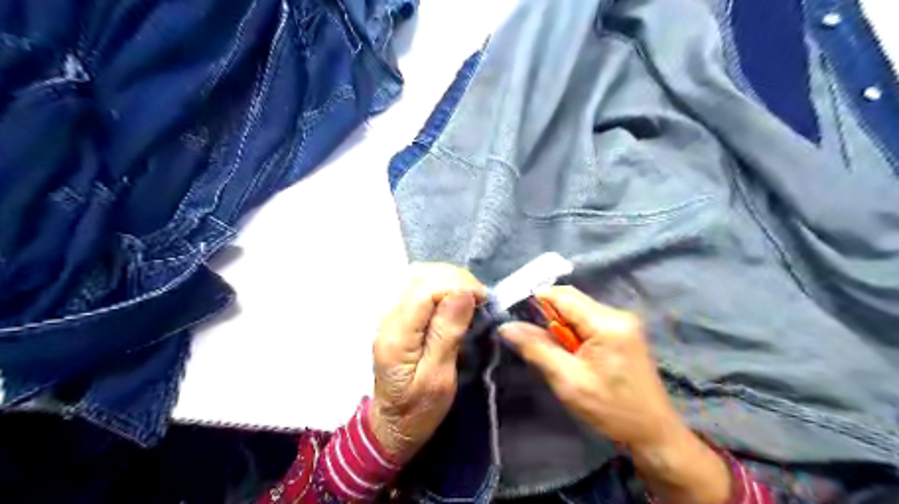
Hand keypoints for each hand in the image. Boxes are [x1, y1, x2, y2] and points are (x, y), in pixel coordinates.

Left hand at [371, 263, 488, 464]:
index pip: (424, 291)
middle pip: (419, 276)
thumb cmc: (418, 409)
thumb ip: (447, 334)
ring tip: (470, 295)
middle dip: (455, 278)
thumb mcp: (439, 379)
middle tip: (480, 296)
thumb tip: (463, 294)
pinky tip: (455, 296)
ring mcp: (390, 314)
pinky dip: (440, 283)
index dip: (456, 285)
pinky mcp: (397, 315)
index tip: (482, 298)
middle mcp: (388, 318)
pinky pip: (417, 285)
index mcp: (396, 337)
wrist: (392, 424)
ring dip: (448, 278)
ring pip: (417, 275)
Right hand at [499, 287, 729, 502]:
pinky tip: (569, 351)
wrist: (654, 433)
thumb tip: (507, 326)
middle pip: (571, 298)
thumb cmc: (611, 410)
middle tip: (530, 336)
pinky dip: (573, 329)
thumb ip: (536, 349)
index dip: (535, 300)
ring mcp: (623, 322)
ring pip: (579, 308)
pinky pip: (589, 319)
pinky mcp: (624, 332)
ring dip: (559, 322)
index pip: (562, 296)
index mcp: (606, 323)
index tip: (514, 315)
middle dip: (547, 313)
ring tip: (550, 348)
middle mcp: (617, 314)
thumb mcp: (567, 381)